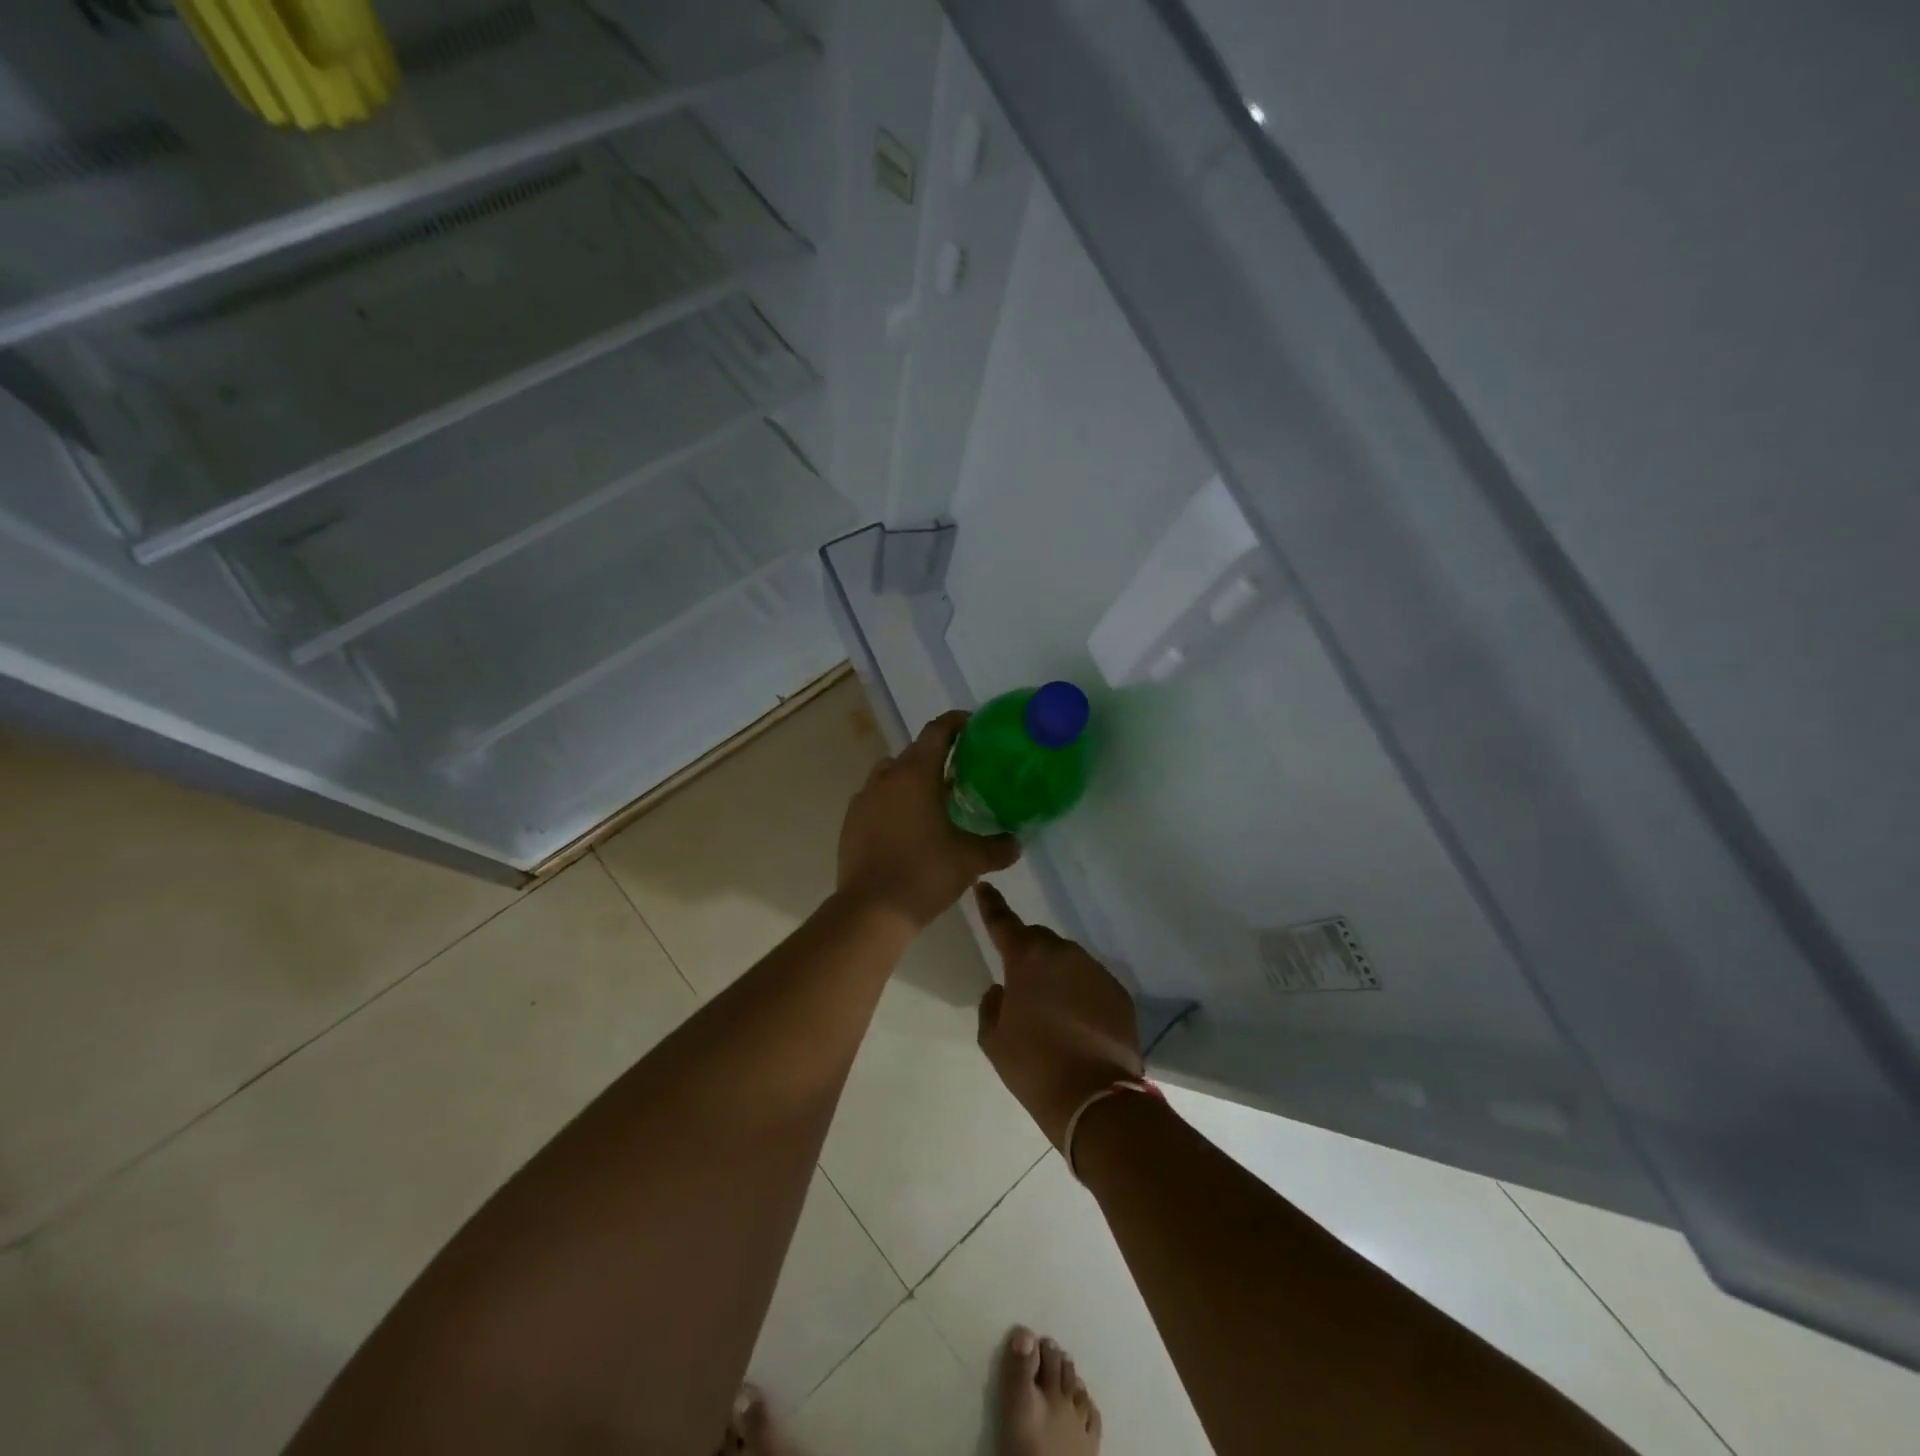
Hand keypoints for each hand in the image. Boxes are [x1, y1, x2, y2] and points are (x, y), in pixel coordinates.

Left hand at [837, 711, 1019, 930]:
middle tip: (961, 770)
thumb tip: (1017, 842)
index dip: (956, 722)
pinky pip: (875, 799)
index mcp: (916, 774)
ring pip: (891, 774)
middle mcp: (886, 778)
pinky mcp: (851, 822)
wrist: (871, 910)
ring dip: (911, 778)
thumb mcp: (970, 861)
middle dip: (937, 754)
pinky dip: (892, 802)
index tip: (973, 725)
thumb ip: (998, 848)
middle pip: (914, 752)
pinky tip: (906, 826)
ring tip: (932, 798)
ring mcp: (863, 799)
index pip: (937, 732)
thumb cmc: (924, 873)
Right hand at [974, 883, 1143, 1148]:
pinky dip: (1080, 992)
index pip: (1003, 921)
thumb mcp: (994, 1040)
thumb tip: (1001, 989)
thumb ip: (991, 1005)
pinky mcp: (1119, 992)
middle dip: (1027, 952)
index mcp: (1027, 959)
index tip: (984, 886)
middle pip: (1039, 939)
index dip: (991, 904)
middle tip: (1021, 981)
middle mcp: (1063, 953)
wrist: (1095, 1100)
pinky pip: (1090, 981)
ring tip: (1051, 1008)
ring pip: (1067, 960)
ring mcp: (1095, 971)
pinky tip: (1077, 1021)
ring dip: (1056, 973)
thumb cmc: (1034, 1067)